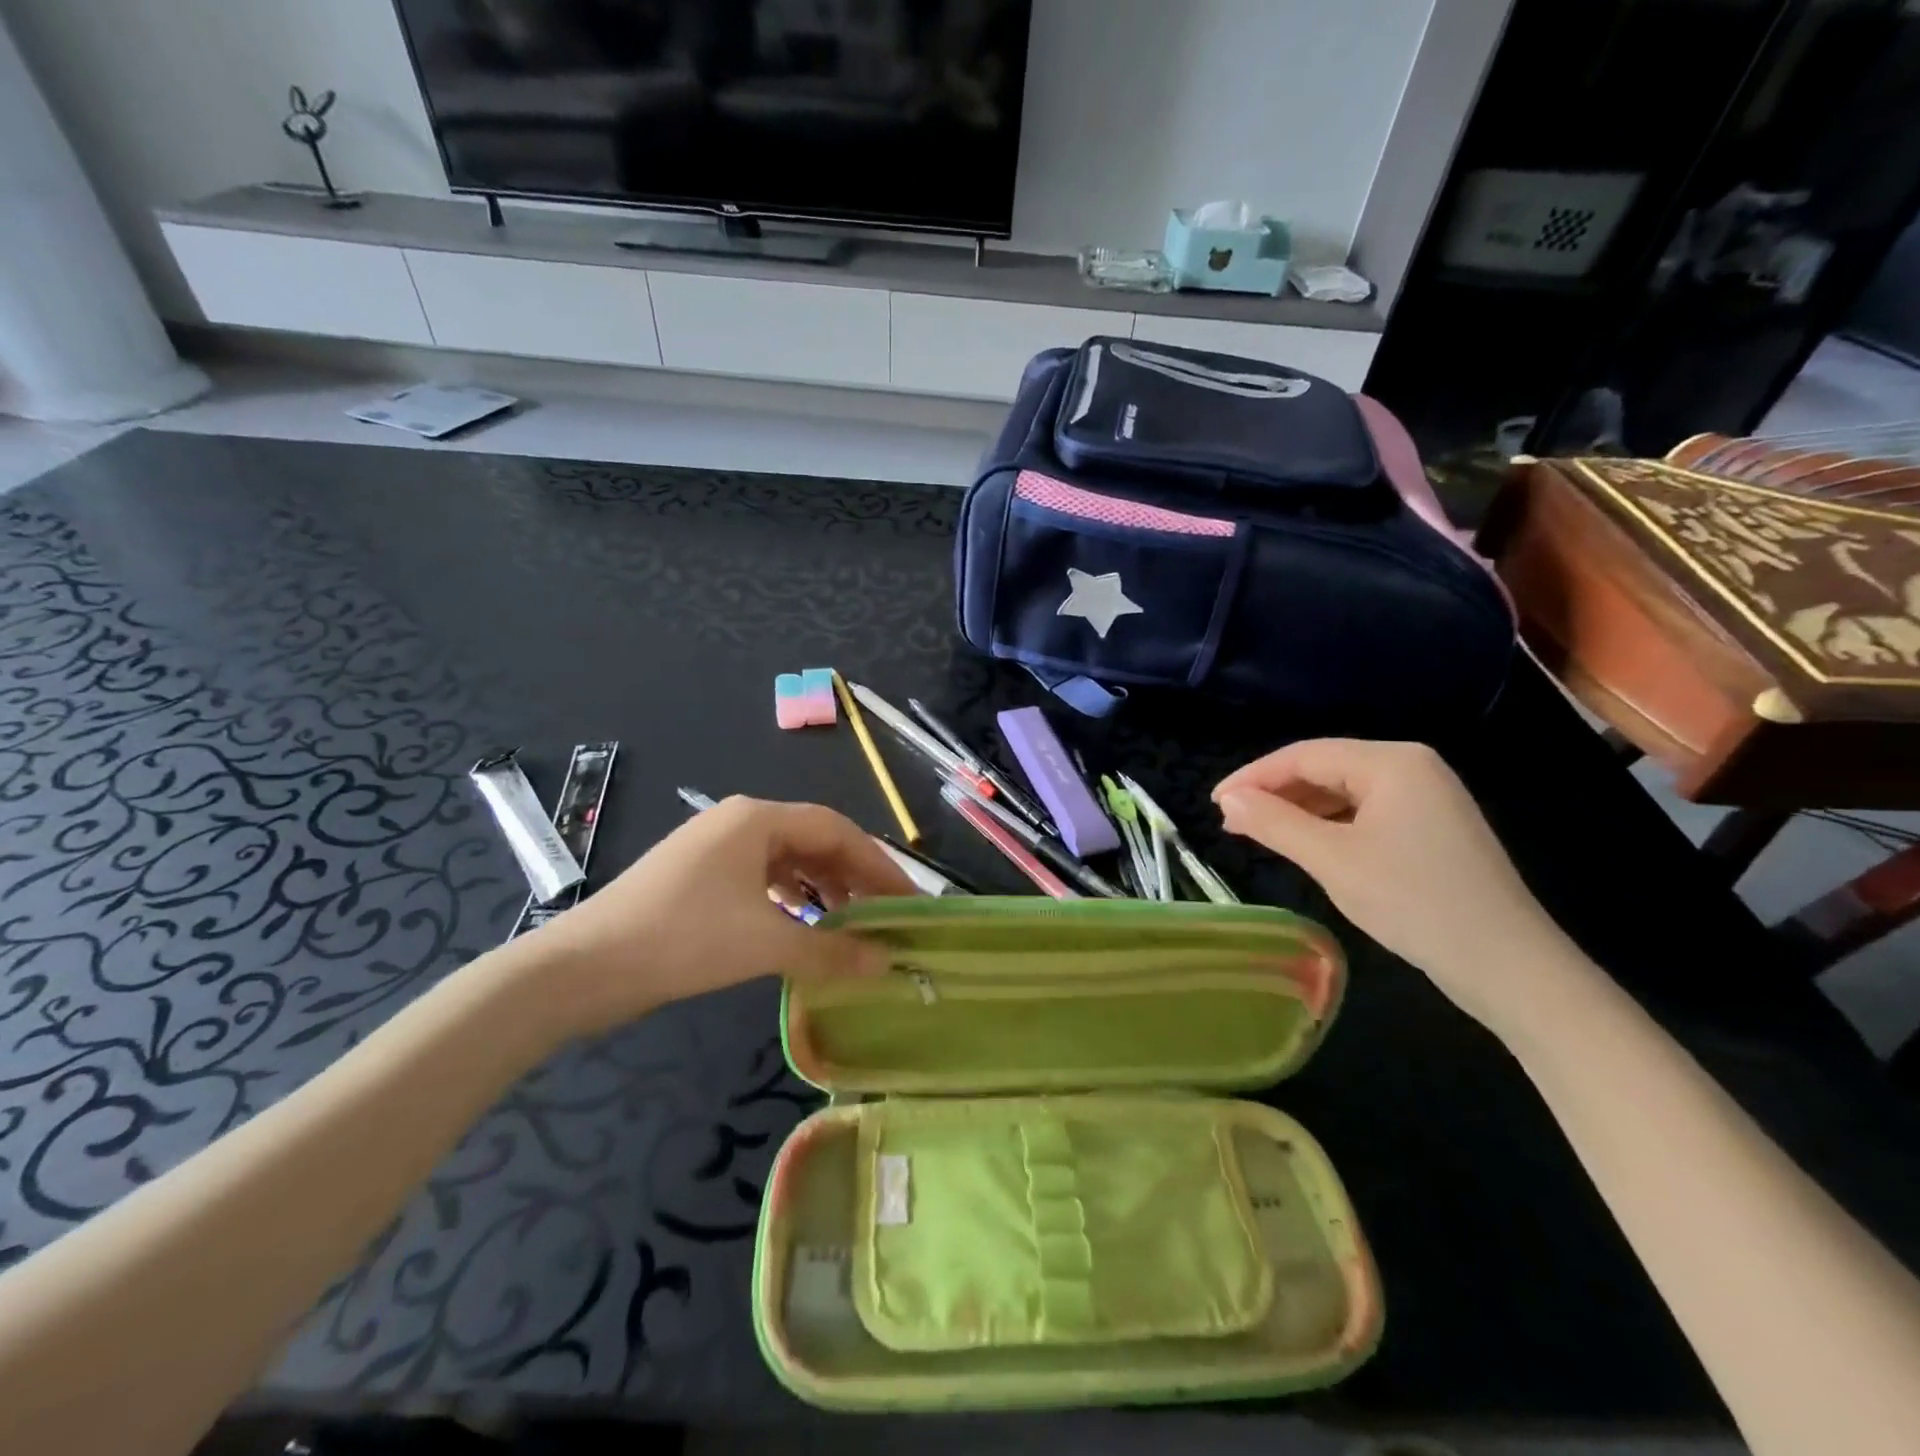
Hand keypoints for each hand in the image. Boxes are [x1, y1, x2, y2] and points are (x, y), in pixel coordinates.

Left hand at [520, 797, 914, 1039]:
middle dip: (853, 878)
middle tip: (885, 915)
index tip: (907, 901)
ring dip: (823, 890)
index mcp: (757, 818)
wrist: (580, 968)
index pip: (838, 830)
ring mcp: (715, 849)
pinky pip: (762, 881)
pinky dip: (791, 902)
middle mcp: (739, 822)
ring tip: (851, 925)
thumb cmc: (682, 939)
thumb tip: (888, 962)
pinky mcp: (699, 879)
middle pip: (815, 842)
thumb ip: (832, 950)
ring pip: (788, 862)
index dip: (879, 865)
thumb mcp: (765, 942)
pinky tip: (803, 928)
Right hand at [1213, 739, 1572, 1031]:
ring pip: (1343, 792)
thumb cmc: (1414, 902)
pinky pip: (1365, 813)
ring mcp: (1427, 797)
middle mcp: (1411, 767)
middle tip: (1232, 823)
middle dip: (1275, 793)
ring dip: (1298, 810)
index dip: (1253, 777)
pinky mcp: (1432, 828)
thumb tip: (1228, 800)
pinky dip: (1329, 825)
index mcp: (1391, 762)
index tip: (1214, 803)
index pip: (1305, 755)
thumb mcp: (1332, 860)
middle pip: (1325, 769)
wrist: (1509, 966)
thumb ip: (1275, 823)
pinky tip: (1307, 846)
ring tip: (1259, 834)